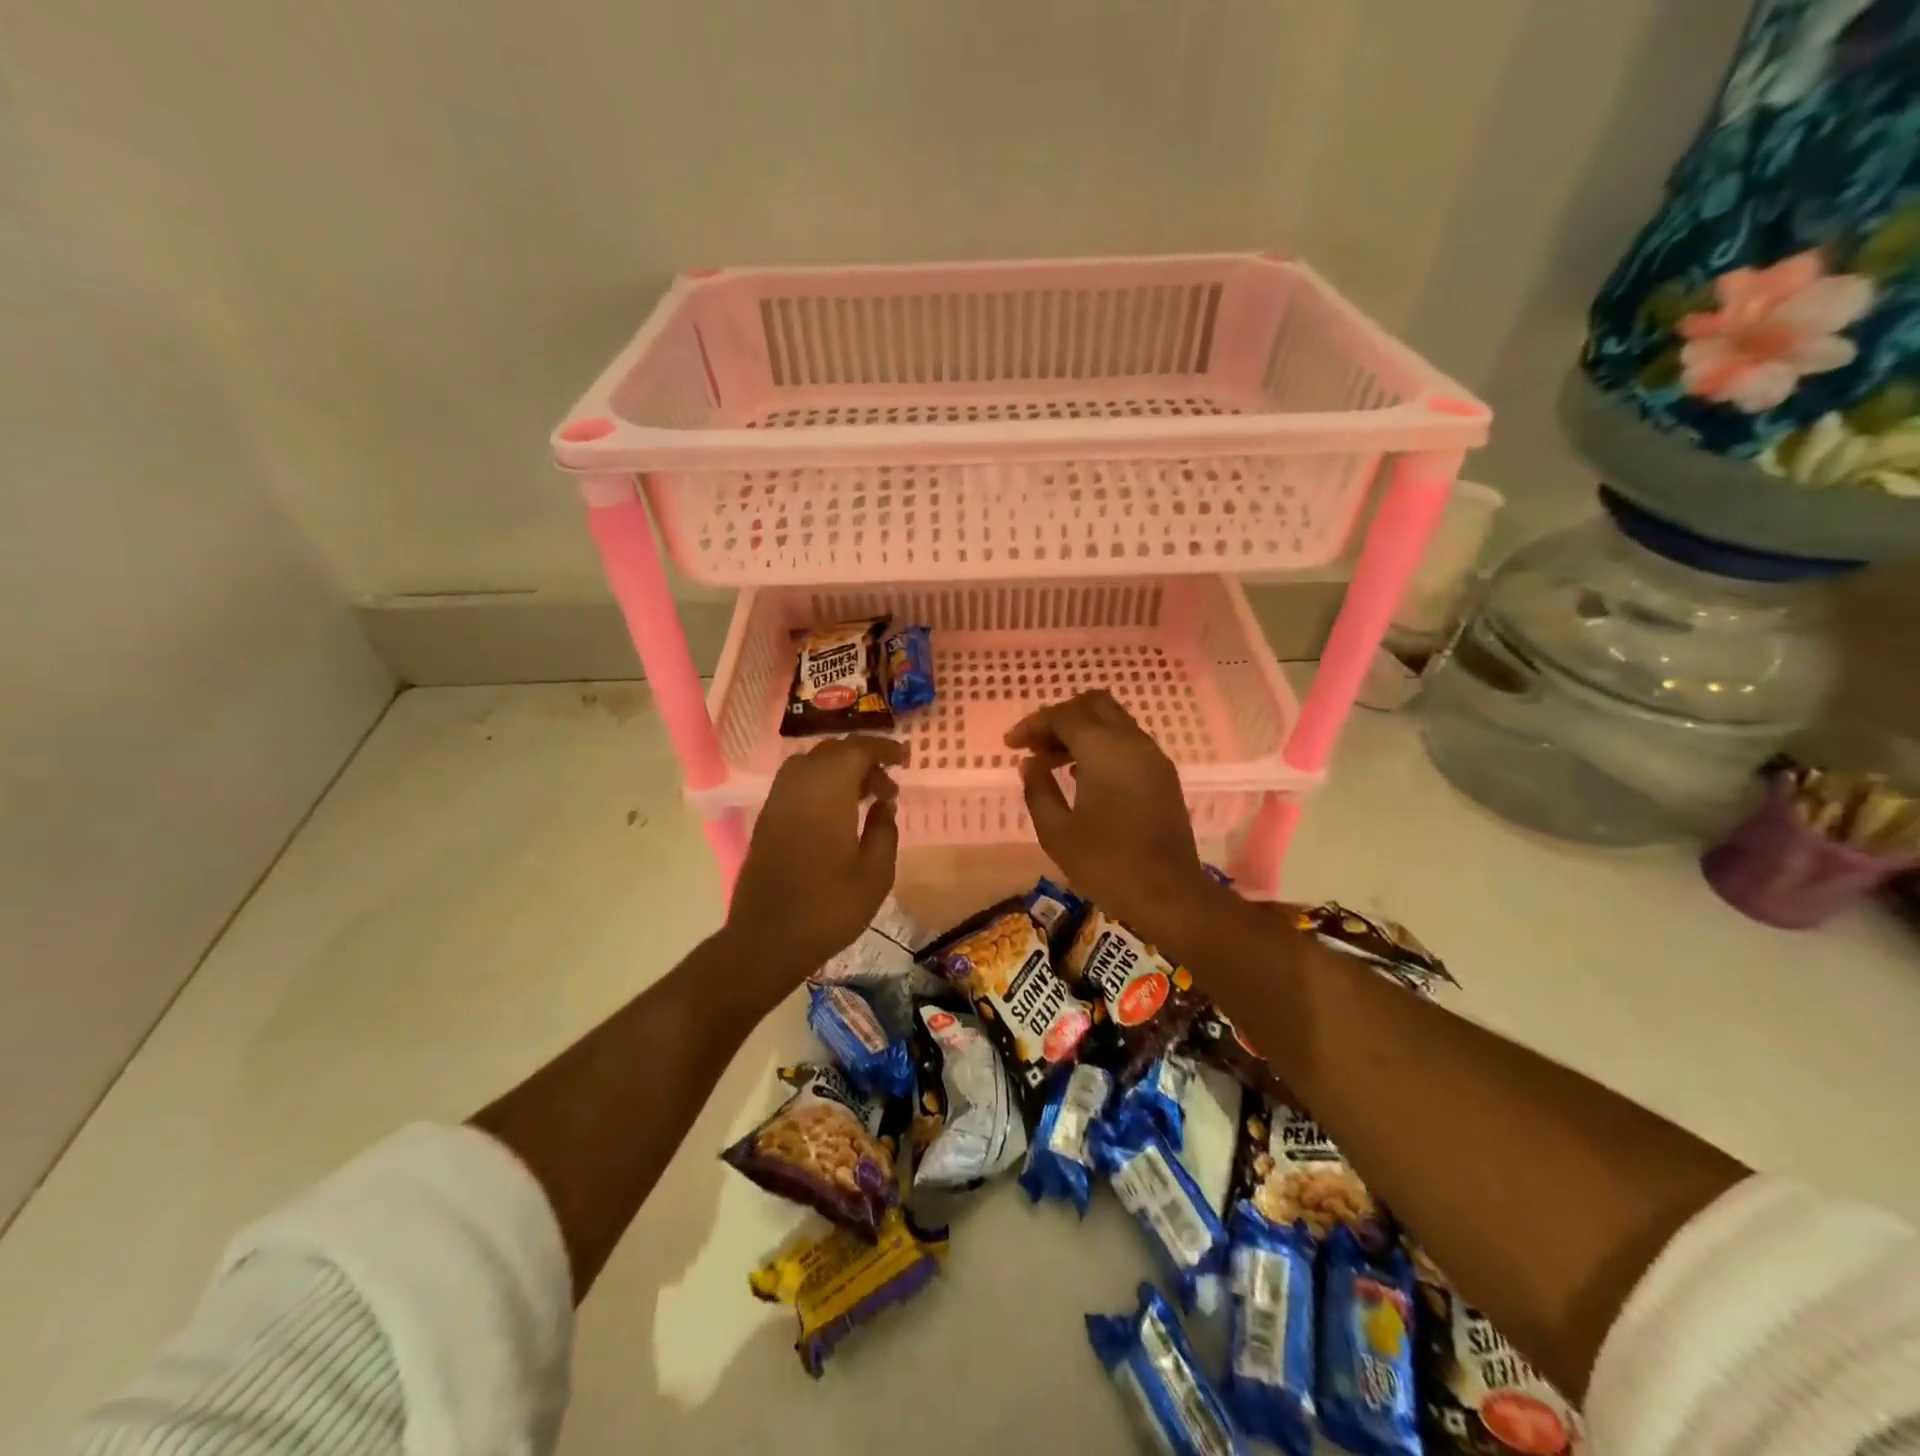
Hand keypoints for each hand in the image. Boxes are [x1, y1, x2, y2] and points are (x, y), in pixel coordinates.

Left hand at [723, 735, 907, 991]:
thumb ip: (884, 831)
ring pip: (811, 764)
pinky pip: (797, 783)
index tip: (905, 758)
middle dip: (863, 759)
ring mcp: (777, 801)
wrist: (766, 939)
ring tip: (864, 798)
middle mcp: (798, 785)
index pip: (857, 749)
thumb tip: (883, 804)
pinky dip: (820, 783)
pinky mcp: (767, 818)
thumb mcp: (875, 874)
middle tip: (888, 789)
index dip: (883, 748)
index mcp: (827, 791)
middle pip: (832, 751)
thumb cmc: (828, 908)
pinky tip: (837, 813)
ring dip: (840, 770)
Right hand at [1005, 691, 1220, 950]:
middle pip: (1093, 705)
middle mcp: (1132, 742)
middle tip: (1035, 745)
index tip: (1011, 745)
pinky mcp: (1163, 776)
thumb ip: (1038, 789)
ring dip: (1081, 731)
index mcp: (1104, 749)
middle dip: (1060, 718)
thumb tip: (1031, 764)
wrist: (1169, 895)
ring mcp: (1153, 757)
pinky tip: (1081, 776)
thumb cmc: (1106, 864)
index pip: (1064, 716)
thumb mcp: (1056, 831)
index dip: (1033, 724)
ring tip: (1051, 762)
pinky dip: (1101, 745)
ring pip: (1113, 721)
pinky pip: (1127, 742)